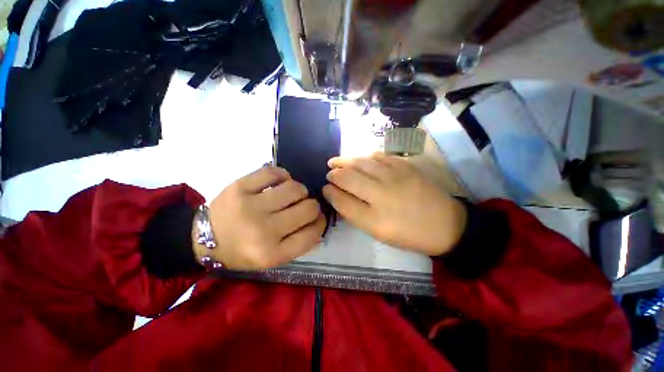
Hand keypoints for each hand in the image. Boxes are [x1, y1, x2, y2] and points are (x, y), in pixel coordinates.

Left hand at [194, 166, 325, 269]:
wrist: (204, 240)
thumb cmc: (243, 251)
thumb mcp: (272, 259)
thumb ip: (299, 243)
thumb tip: (319, 222)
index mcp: (272, 253)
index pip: (313, 233)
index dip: (321, 223)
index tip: (318, 218)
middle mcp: (263, 231)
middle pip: (309, 208)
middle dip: (312, 205)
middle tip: (303, 205)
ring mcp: (251, 206)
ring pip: (295, 188)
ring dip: (300, 190)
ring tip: (291, 194)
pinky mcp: (240, 187)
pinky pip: (275, 172)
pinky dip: (283, 175)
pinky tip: (280, 182)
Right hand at [323, 154, 466, 255]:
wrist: (445, 225)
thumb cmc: (409, 233)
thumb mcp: (378, 232)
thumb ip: (356, 214)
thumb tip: (338, 196)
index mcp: (375, 218)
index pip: (342, 201)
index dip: (330, 192)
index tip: (325, 188)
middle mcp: (382, 194)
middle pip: (348, 177)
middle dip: (334, 173)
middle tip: (329, 172)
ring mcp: (394, 176)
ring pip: (361, 162)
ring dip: (345, 160)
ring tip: (336, 161)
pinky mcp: (405, 166)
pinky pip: (379, 155)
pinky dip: (365, 156)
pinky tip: (360, 158)